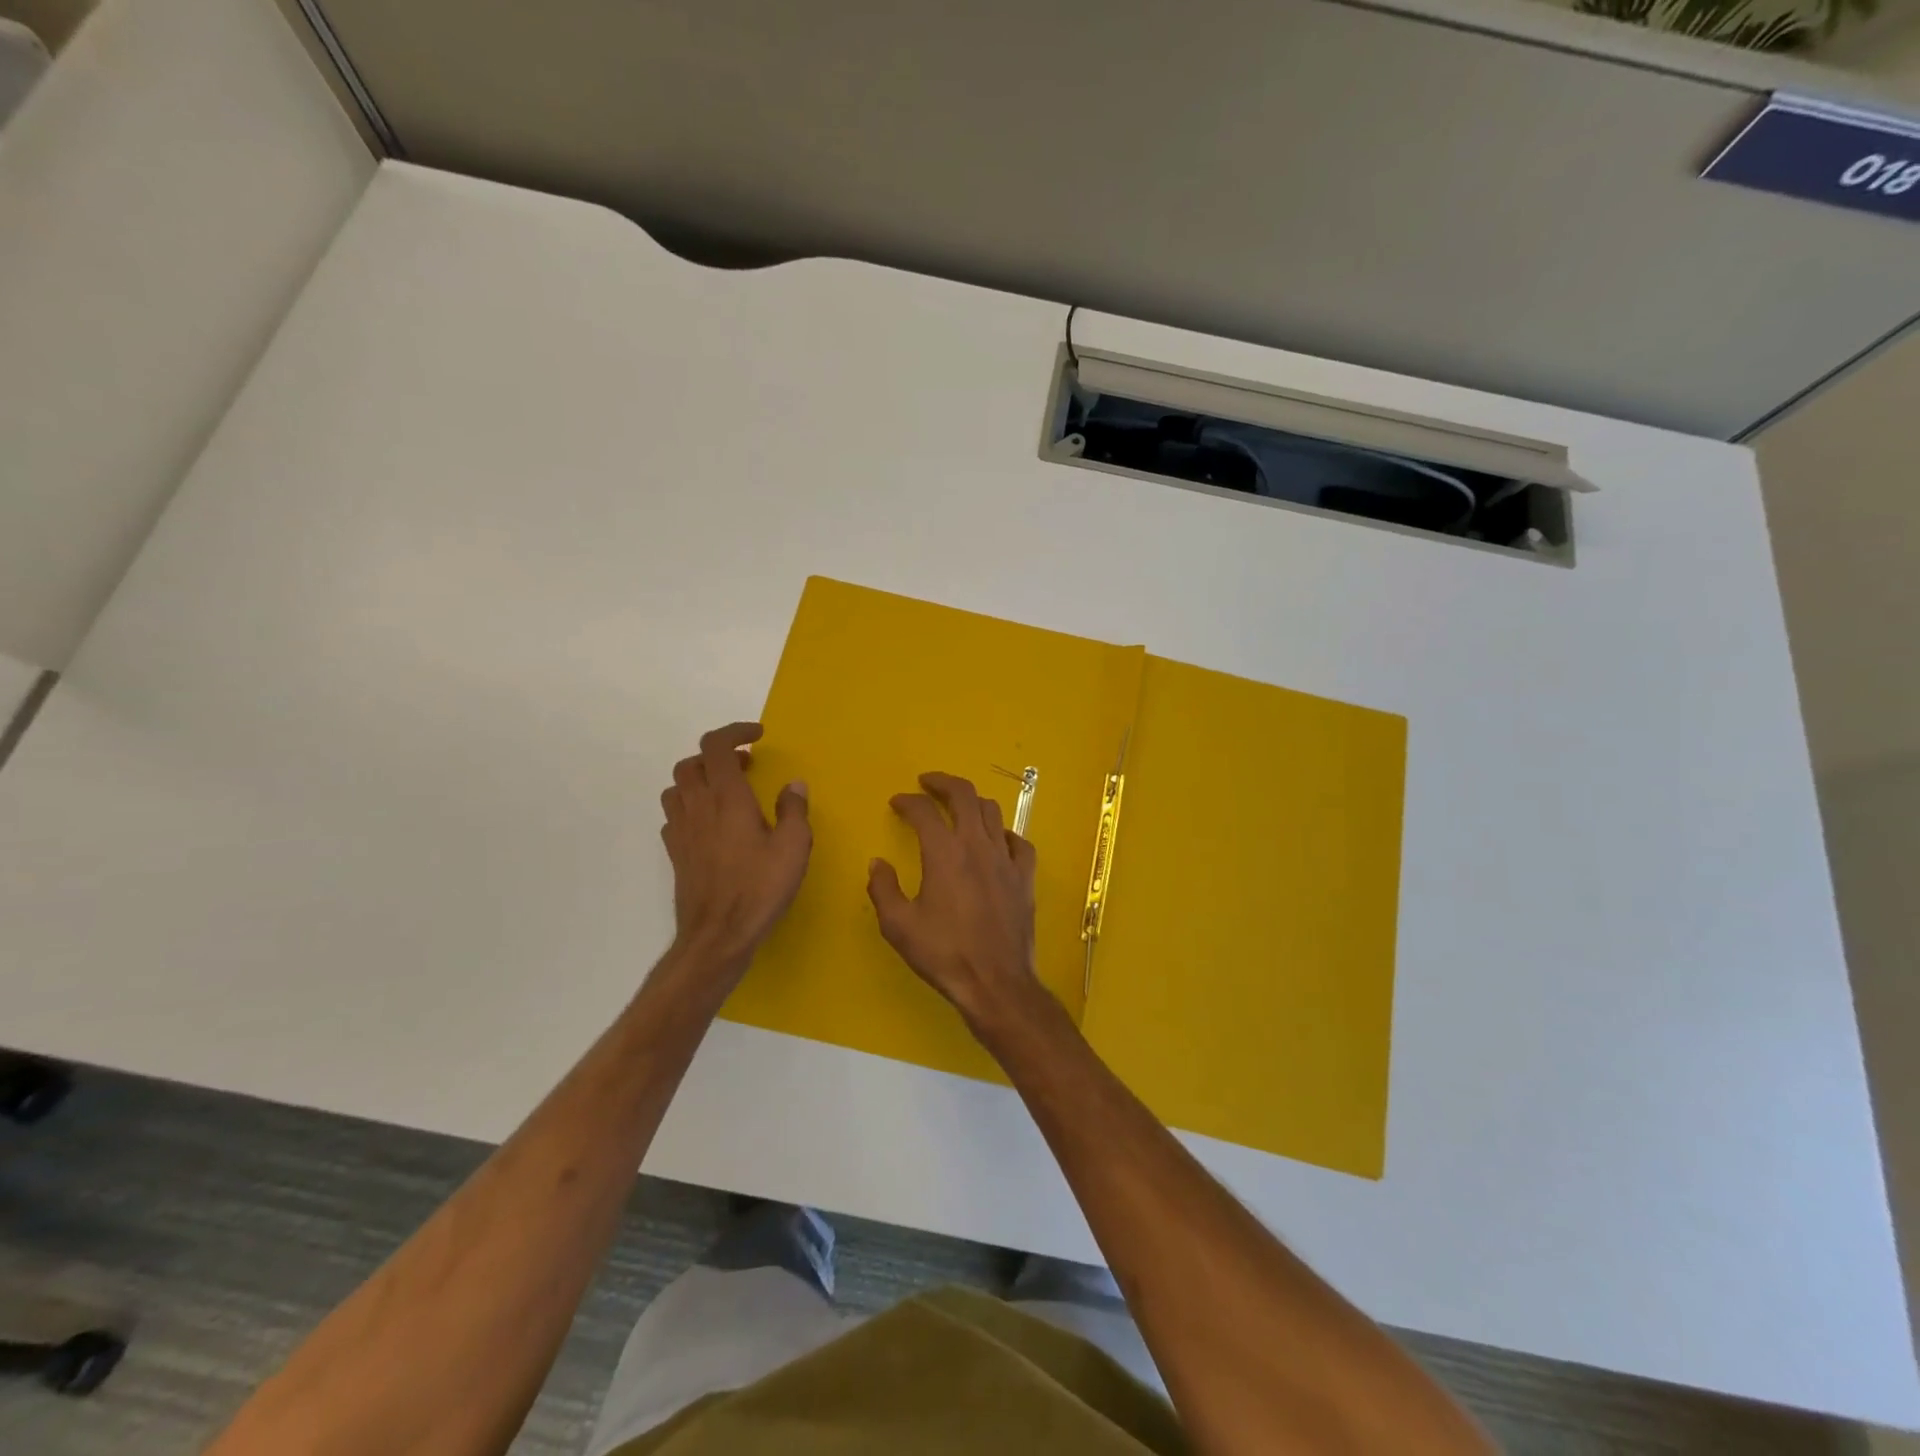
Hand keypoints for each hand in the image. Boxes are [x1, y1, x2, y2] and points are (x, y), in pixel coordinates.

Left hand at [660, 722, 810, 968]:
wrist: (717, 936)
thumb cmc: (759, 888)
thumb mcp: (793, 847)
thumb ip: (794, 810)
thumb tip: (793, 784)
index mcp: (727, 797)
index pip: (717, 746)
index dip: (735, 732)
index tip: (758, 736)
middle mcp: (698, 806)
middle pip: (691, 762)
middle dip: (717, 755)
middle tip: (746, 766)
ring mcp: (681, 830)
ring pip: (677, 787)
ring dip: (699, 779)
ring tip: (726, 791)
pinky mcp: (675, 853)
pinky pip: (674, 815)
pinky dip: (690, 807)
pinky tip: (711, 823)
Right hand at [868, 772, 1040, 1030]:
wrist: (996, 982)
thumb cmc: (944, 954)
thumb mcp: (899, 926)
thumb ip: (883, 889)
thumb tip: (877, 863)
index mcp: (945, 853)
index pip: (924, 811)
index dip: (907, 801)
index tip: (897, 802)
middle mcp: (977, 846)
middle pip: (964, 795)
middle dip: (943, 783)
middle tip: (928, 782)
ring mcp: (1006, 859)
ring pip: (992, 812)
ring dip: (972, 802)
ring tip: (959, 806)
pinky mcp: (1025, 877)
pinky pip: (1019, 842)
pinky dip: (1004, 833)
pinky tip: (996, 840)